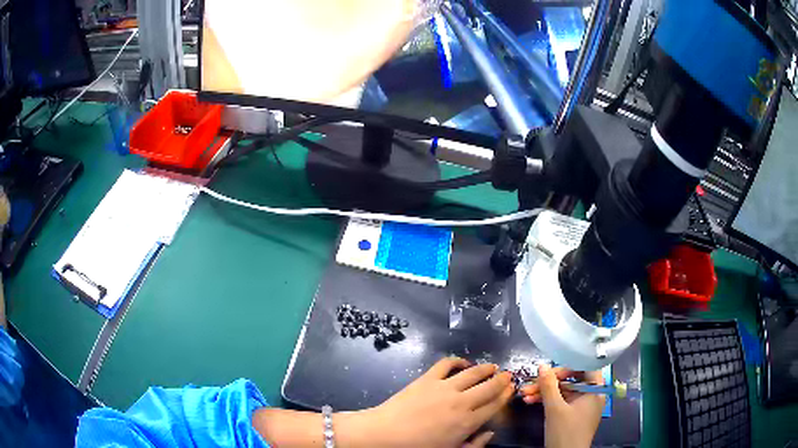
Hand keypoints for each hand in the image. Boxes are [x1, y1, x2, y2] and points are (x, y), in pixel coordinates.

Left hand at [340, 357, 513, 447]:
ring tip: (492, 366)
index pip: (494, 405)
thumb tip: (491, 432)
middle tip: (507, 375)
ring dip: (485, 368)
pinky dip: (457, 361)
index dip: (505, 396)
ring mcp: (444, 387)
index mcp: (468, 422)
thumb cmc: (418, 447)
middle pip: (489, 387)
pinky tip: (463, 363)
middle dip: (502, 380)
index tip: (511, 389)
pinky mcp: (427, 378)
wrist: (386, 434)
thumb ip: (475, 445)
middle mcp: (462, 402)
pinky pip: (446, 364)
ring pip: (473, 373)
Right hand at [519, 365, 604, 447]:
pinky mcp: (573, 415)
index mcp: (595, 389)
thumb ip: (548, 386)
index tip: (550, 370)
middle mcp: (591, 394)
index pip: (585, 367)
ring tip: (524, 394)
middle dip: (549, 382)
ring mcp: (582, 406)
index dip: (568, 365)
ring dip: (544, 392)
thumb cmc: (565, 431)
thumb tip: (542, 365)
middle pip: (571, 380)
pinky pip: (562, 401)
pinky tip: (531, 401)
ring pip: (563, 391)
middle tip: (530, 384)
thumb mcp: (554, 408)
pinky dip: (548, 401)